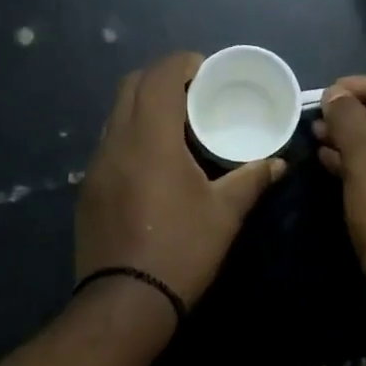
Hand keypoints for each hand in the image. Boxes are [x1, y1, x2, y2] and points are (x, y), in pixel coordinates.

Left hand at [76, 52, 284, 308]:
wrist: (125, 302)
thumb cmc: (181, 250)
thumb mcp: (225, 214)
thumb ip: (252, 179)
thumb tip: (278, 163)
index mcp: (150, 138)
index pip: (159, 76)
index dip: (183, 63)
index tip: (206, 71)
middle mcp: (115, 142)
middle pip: (131, 85)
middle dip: (161, 79)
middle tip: (193, 94)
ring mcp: (95, 166)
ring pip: (115, 114)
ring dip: (143, 107)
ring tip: (175, 126)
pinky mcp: (87, 189)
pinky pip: (108, 144)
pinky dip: (130, 136)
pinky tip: (152, 163)